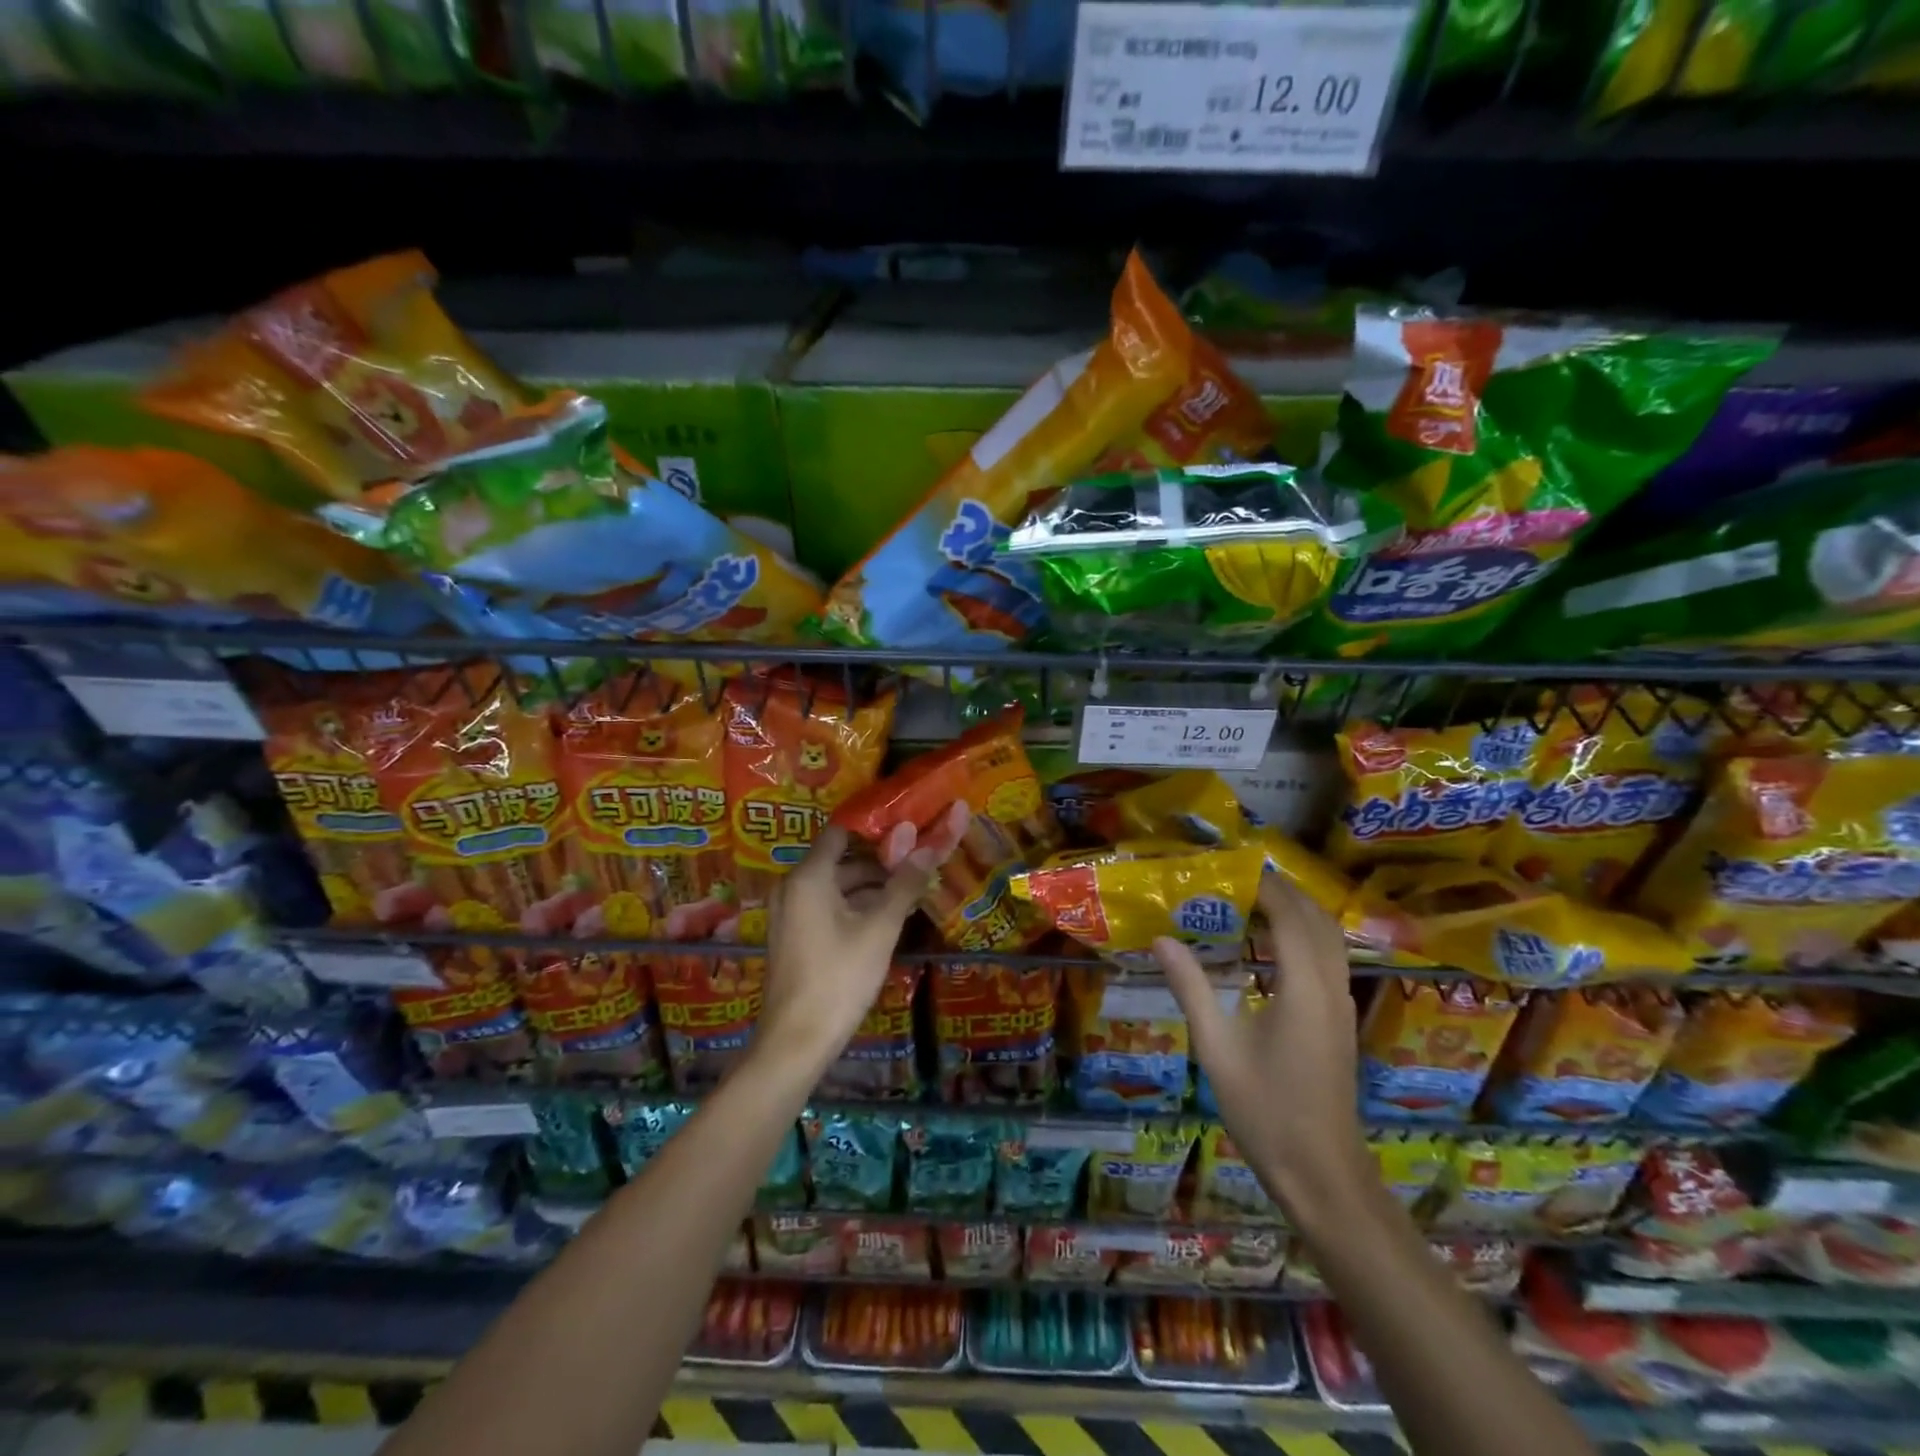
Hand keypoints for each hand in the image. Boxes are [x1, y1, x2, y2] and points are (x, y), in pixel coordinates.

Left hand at [756, 803, 968, 1068]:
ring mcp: (790, 912)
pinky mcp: (794, 935)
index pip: (842, 831)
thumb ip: (905, 884)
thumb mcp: (880, 929)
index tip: (909, 824)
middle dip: (881, 860)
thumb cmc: (839, 977)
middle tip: (920, 860)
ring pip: (837, 886)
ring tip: (913, 889)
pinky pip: (828, 906)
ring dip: (872, 886)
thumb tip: (930, 845)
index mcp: (809, 876)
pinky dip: (855, 905)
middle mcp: (793, 886)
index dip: (875, 825)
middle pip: (842, 859)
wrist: (796, 1041)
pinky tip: (888, 917)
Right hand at [1153, 874, 1367, 1214]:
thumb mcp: (1217, 1048)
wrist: (1321, 1173)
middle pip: (1317, 919)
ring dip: (1297, 911)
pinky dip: (1304, 935)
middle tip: (1236, 877)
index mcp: (1304, 988)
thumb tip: (1160, 939)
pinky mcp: (1340, 1021)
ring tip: (1252, 900)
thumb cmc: (1265, 1110)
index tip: (1228, 866)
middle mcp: (1331, 987)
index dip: (1263, 885)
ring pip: (1330, 938)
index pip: (1289, 915)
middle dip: (1282, 890)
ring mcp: (1342, 1005)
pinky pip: (1329, 958)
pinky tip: (1271, 946)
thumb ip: (1190, 988)